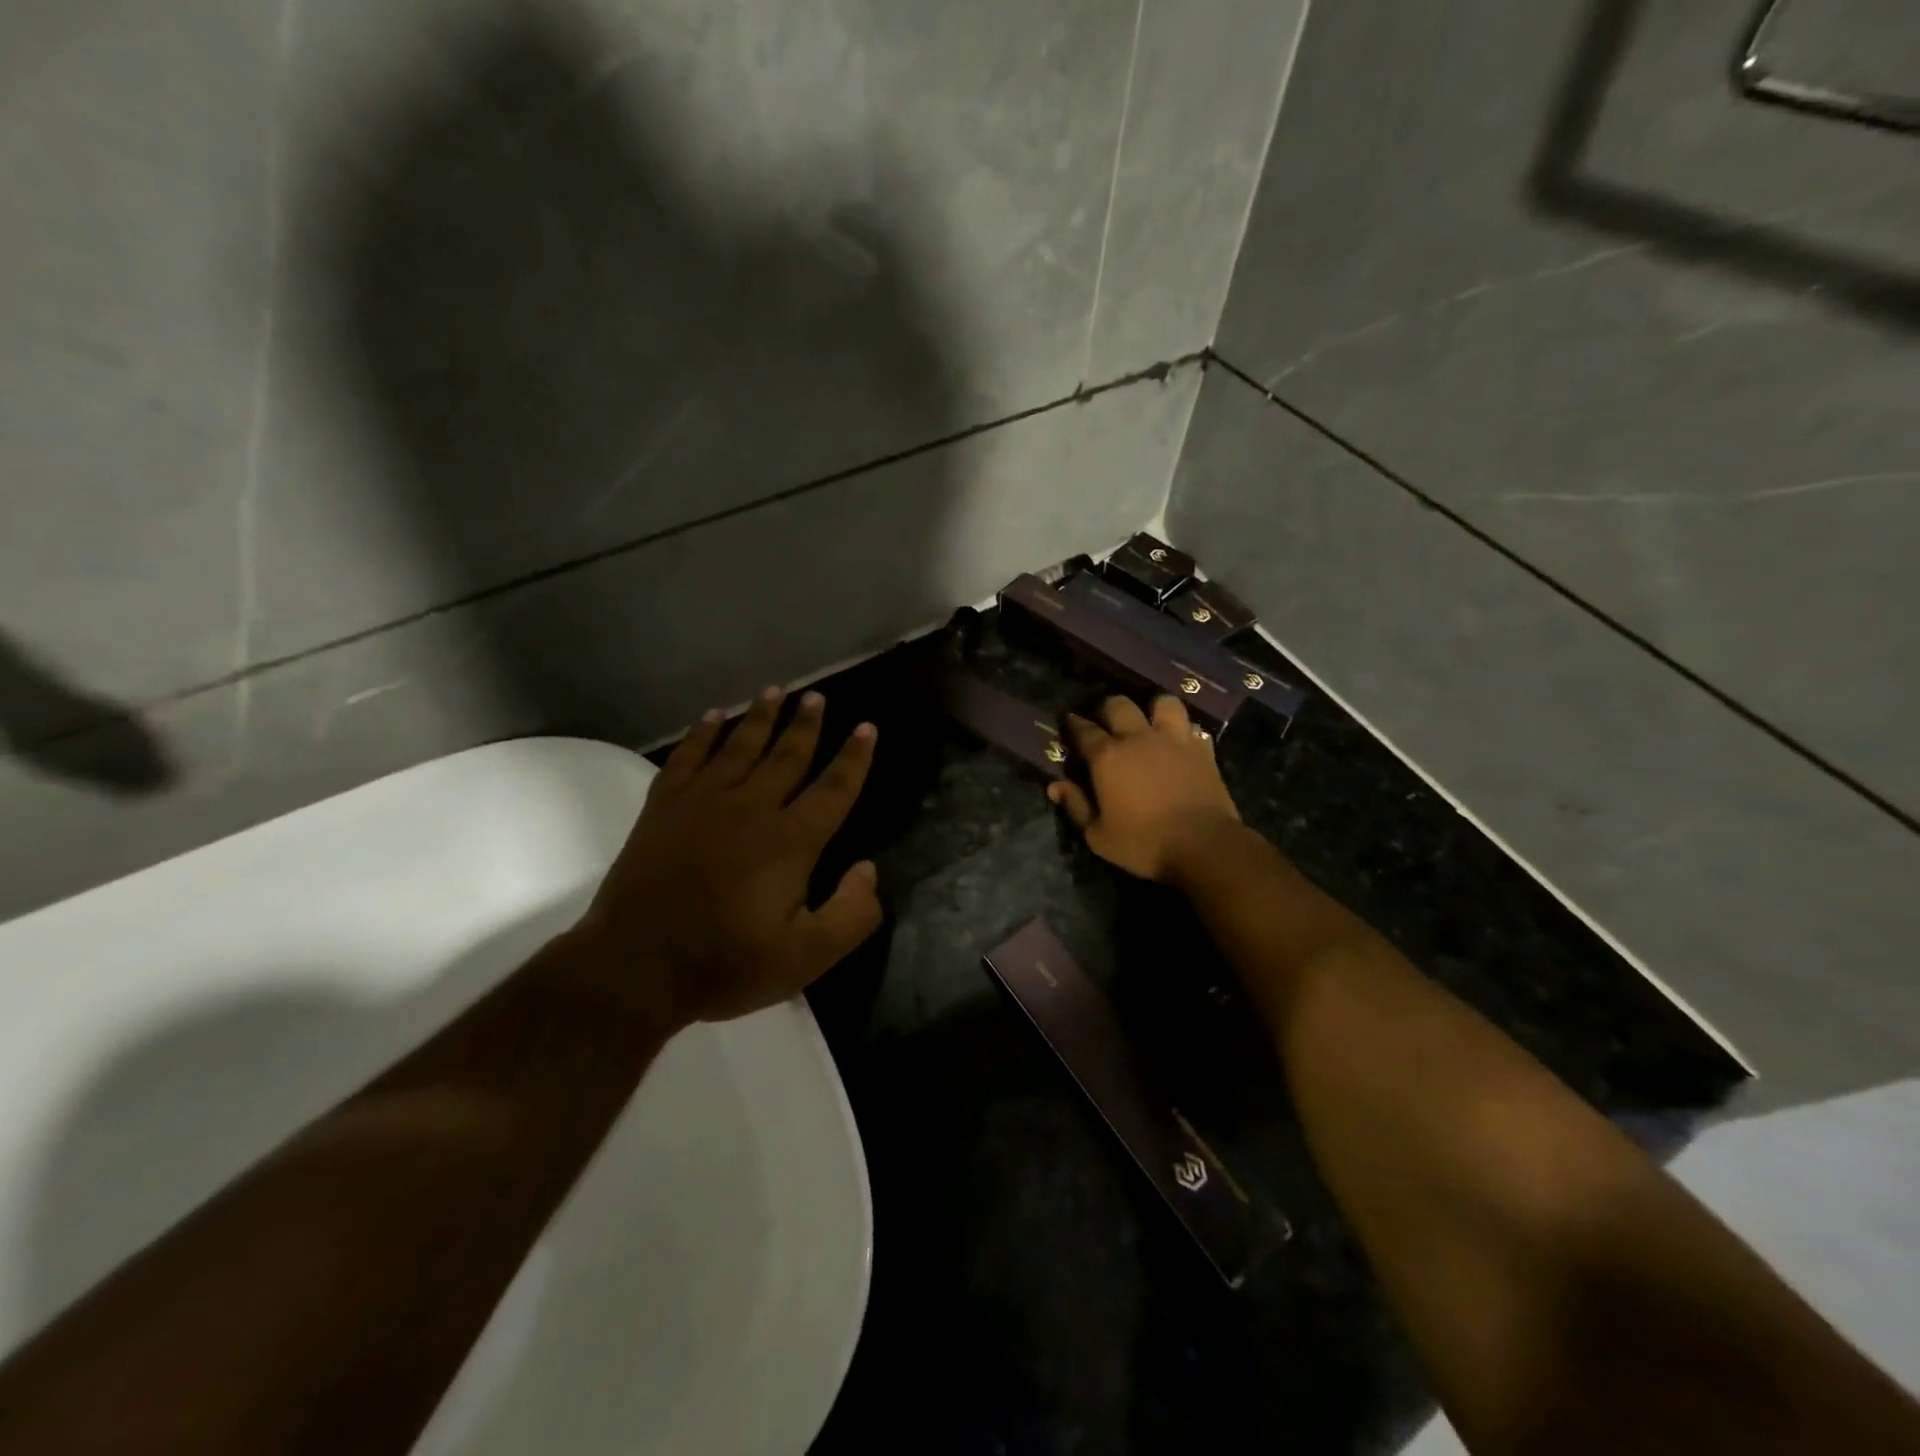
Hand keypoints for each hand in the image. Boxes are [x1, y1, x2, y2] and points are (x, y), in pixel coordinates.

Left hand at [575, 687, 882, 1027]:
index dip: (854, 758)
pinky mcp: (663, 807)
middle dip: (806, 724)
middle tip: (817, 696)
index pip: (833, 788)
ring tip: (775, 691)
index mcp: (791, 841)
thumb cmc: (724, 964)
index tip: (866, 727)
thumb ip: (851, 915)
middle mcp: (751, 809)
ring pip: (740, 746)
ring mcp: (703, 803)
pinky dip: (702, 733)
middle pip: (787, 755)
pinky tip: (713, 716)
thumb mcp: (806, 958)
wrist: (633, 968)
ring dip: (760, 717)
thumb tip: (868, 868)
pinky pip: (688, 757)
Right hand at [1048, 695, 1242, 883]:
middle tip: (1106, 722)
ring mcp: (1174, 740)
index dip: (1073, 724)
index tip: (1069, 722)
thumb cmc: (1144, 843)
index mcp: (1108, 757)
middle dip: (1108, 709)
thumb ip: (1076, 807)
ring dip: (1153, 709)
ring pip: (1163, 703)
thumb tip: (1055, 786)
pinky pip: (1192, 727)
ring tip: (1149, 722)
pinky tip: (1180, 742)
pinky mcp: (1202, 750)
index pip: (1083, 730)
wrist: (1204, 845)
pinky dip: (1184, 731)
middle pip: (1119, 705)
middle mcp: (1138, 738)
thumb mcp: (1099, 836)